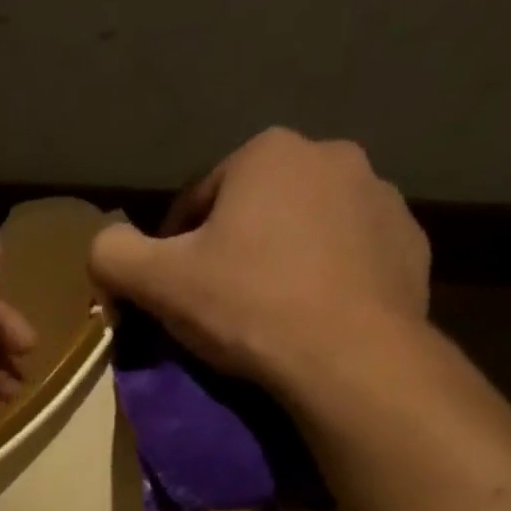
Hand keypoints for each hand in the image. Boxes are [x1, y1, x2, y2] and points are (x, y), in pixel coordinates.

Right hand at [89, 129, 431, 414]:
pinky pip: (351, 259)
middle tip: (221, 308)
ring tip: (271, 317)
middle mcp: (331, 155)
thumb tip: (100, 246)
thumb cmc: (248, 309)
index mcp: (266, 152)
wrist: (348, 357)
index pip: (198, 199)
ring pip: (309, 230)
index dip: (175, 249)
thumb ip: (114, 255)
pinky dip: (330, 282)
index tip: (172, 294)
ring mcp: (380, 198)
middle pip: (258, 210)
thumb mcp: (160, 284)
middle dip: (235, 249)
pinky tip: (315, 321)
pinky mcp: (409, 245)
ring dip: (285, 261)